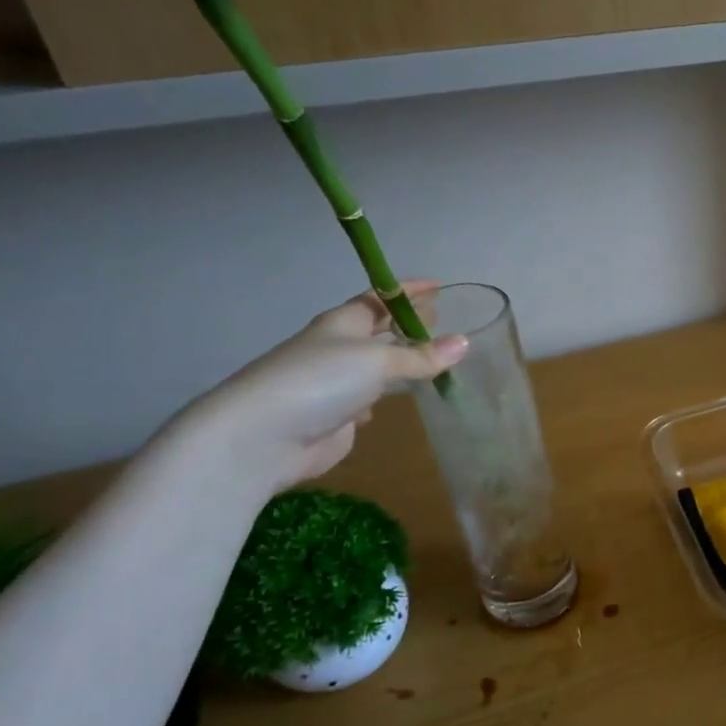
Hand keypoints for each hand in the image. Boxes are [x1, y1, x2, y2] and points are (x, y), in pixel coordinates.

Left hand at [169, 279, 467, 493]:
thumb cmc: (319, 381)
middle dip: (407, 324)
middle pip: (379, 331)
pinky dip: (385, 396)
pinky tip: (400, 400)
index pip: (379, 298)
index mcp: (343, 324)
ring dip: (401, 362)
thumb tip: (464, 343)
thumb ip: (421, 356)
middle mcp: (338, 349)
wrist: (262, 438)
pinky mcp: (336, 416)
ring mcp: (334, 384)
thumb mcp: (377, 362)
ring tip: (433, 359)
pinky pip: (369, 398)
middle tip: (440, 319)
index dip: (407, 291)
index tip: (438, 286)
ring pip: (376, 366)